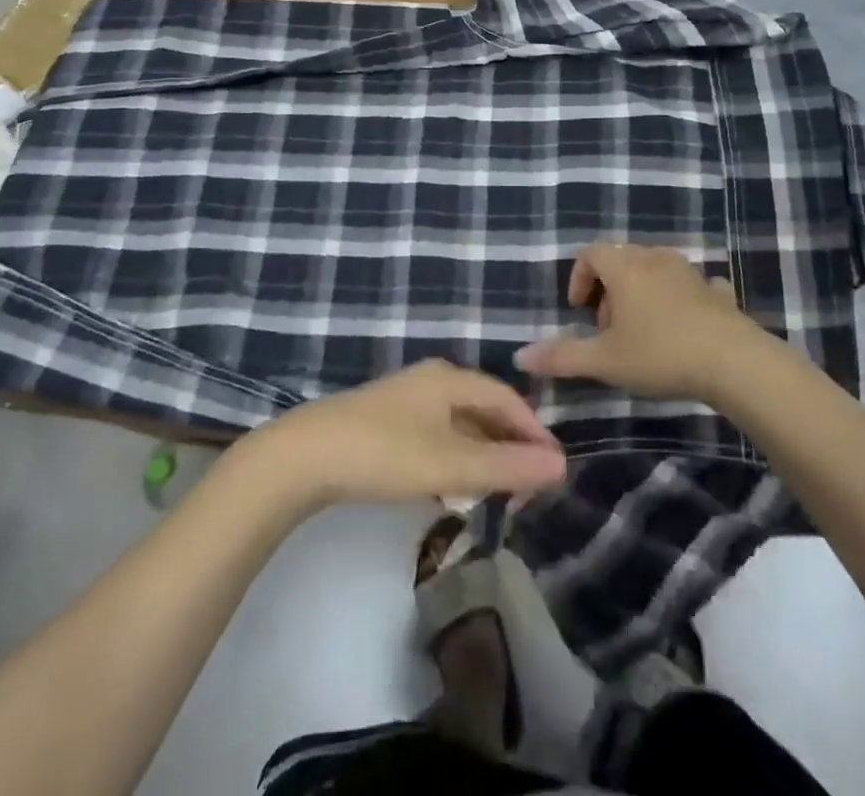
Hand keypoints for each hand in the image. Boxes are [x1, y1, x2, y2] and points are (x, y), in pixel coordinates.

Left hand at [247, 361, 566, 511]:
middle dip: (509, 441)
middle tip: (528, 480)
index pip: (506, 397)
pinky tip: (449, 483)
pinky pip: (434, 432)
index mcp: (450, 379)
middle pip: (482, 406)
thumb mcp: (451, 464)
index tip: (553, 464)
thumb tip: (561, 465)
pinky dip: (454, 454)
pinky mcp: (382, 421)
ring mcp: (403, 399)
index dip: (533, 429)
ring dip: (481, 450)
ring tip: (496, 485)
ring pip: (457, 421)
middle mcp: (430, 380)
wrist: (303, 456)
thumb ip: (506, 466)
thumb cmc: (385, 453)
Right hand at [514, 242, 774, 401]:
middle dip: (608, 289)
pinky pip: (690, 285)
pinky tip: (683, 326)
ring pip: (655, 269)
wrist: (733, 361)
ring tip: (642, 331)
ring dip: (641, 293)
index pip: (591, 252)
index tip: (579, 311)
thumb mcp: (605, 361)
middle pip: (622, 258)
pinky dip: (679, 298)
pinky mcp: (717, 291)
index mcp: (625, 267)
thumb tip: (520, 356)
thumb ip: (561, 357)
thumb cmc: (660, 354)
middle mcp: (655, 259)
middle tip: (607, 329)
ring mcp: (690, 272)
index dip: (578, 277)